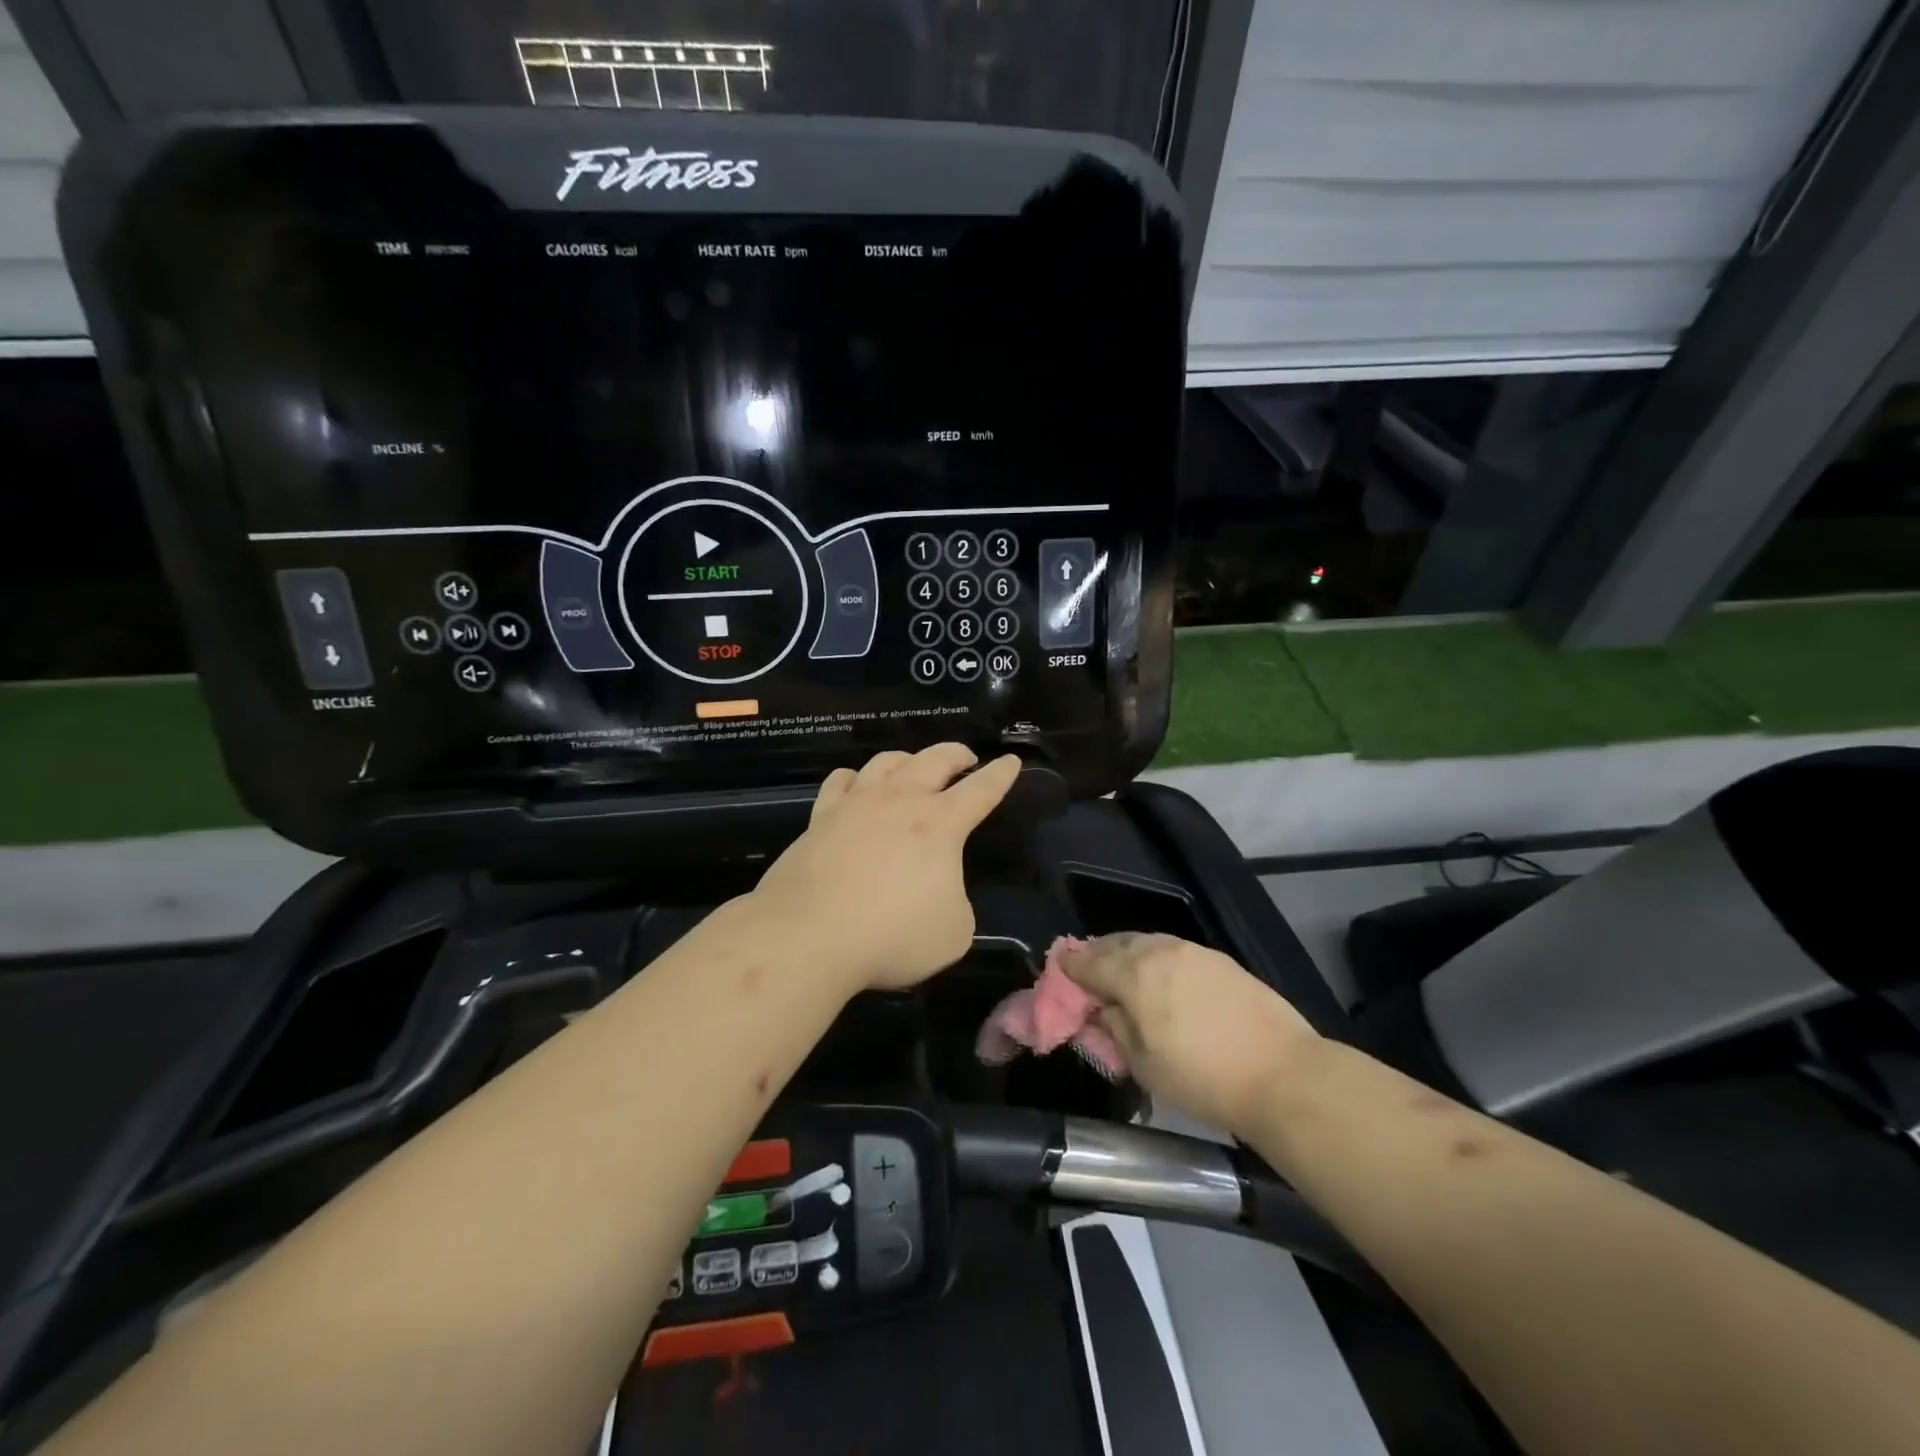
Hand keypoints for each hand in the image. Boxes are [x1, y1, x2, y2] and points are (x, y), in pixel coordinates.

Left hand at [750, 745, 1022, 992]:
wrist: (810, 935)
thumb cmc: (892, 935)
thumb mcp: (953, 933)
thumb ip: (956, 903)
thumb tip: (939, 893)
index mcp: (940, 824)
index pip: (981, 790)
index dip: (1001, 775)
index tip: (1011, 760)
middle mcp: (900, 802)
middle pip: (934, 760)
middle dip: (956, 754)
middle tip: (966, 758)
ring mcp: (856, 805)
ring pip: (885, 762)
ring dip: (907, 759)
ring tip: (912, 765)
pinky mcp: (820, 819)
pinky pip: (840, 783)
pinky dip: (853, 778)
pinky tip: (854, 784)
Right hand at [1058, 935, 1320, 1136]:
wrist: (1284, 1075)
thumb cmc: (1203, 1078)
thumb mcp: (1143, 1065)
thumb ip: (1115, 1028)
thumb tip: (1104, 1009)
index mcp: (1133, 974)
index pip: (1087, 961)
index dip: (1069, 968)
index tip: (1059, 973)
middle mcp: (1159, 950)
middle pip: (1115, 943)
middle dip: (1096, 956)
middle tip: (1088, 975)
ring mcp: (1192, 951)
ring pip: (1146, 942)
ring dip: (1126, 954)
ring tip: (1123, 976)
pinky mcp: (1219, 959)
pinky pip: (1173, 950)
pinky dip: (1156, 958)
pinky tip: (1161, 979)